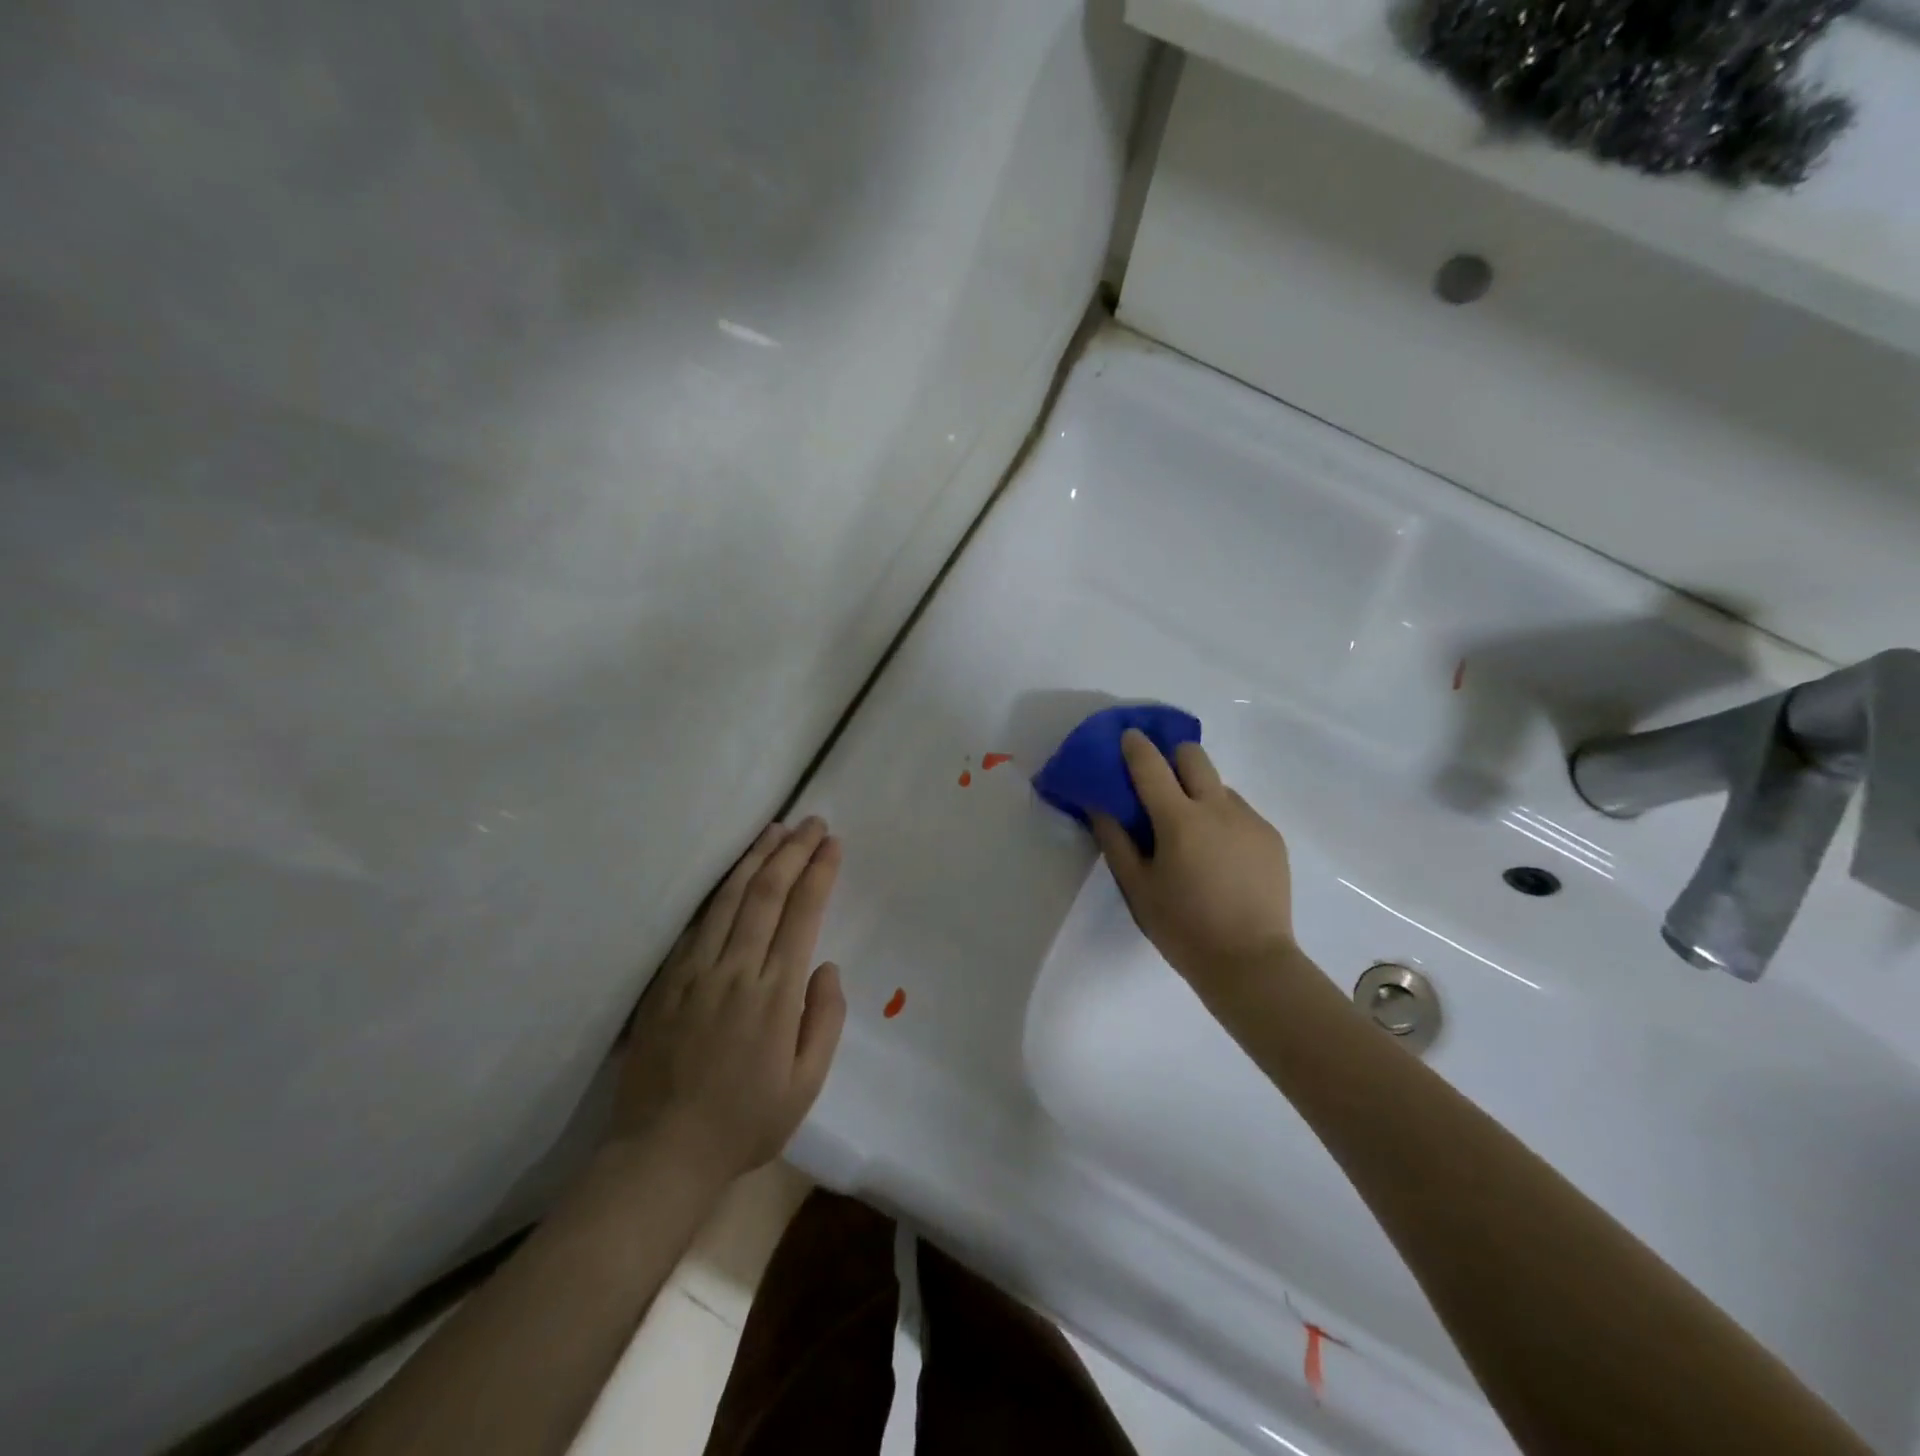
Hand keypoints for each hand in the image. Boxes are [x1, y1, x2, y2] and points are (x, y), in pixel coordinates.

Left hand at [608, 818, 846, 1187]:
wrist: (661, 1152)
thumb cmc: (745, 1122)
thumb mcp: (806, 1085)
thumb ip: (825, 1020)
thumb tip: (826, 966)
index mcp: (775, 996)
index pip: (802, 915)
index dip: (819, 873)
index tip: (833, 844)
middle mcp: (736, 971)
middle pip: (767, 894)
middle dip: (792, 852)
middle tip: (811, 823)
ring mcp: (695, 972)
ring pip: (729, 899)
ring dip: (755, 859)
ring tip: (775, 830)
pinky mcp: (666, 980)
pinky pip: (697, 923)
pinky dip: (720, 891)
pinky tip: (732, 875)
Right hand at [1091, 732, 1299, 1006]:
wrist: (1251, 963)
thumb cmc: (1183, 927)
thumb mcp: (1137, 888)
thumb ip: (1115, 840)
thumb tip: (1100, 805)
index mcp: (1179, 820)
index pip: (1151, 765)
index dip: (1136, 745)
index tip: (1127, 735)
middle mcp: (1217, 808)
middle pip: (1193, 756)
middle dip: (1173, 757)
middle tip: (1160, 781)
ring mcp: (1250, 820)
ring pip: (1219, 785)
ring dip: (1199, 793)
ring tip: (1192, 832)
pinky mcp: (1271, 837)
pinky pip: (1240, 812)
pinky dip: (1222, 819)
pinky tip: (1220, 855)